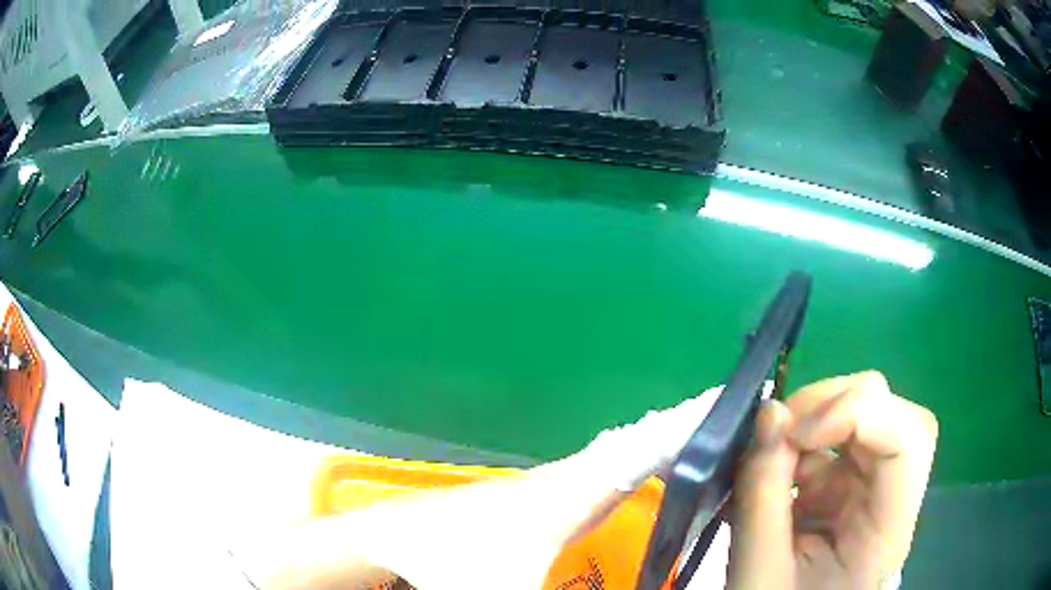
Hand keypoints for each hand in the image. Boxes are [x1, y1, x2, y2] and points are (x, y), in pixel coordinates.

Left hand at [253, 386, 726, 589]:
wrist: (394, 543)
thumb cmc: (447, 564)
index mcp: (567, 492)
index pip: (640, 451)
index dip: (684, 428)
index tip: (724, 401)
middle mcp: (565, 476)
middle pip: (636, 440)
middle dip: (683, 424)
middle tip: (729, 410)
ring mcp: (551, 482)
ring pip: (618, 449)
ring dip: (660, 438)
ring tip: (704, 429)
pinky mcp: (542, 494)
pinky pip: (603, 465)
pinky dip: (634, 455)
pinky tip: (646, 464)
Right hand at [728, 371, 938, 589]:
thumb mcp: (758, 570)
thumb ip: (763, 496)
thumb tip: (770, 412)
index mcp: (887, 531)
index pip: (907, 441)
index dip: (858, 415)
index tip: (794, 434)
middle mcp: (893, 497)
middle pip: (892, 414)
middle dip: (835, 405)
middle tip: (780, 430)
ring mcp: (873, 485)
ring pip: (867, 413)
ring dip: (815, 417)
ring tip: (770, 451)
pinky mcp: (851, 482)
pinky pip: (835, 436)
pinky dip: (801, 437)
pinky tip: (774, 465)